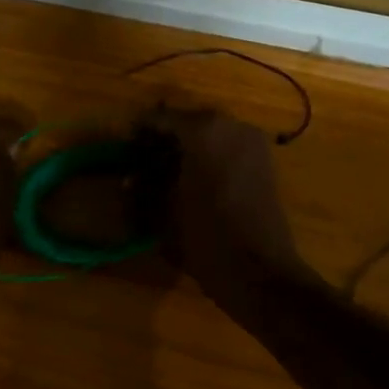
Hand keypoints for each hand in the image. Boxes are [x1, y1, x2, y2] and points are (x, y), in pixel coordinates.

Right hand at [149, 108, 316, 309]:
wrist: (259, 270)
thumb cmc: (205, 238)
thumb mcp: (163, 213)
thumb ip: (144, 188)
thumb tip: (130, 179)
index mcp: (204, 131)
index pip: (162, 118)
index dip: (140, 131)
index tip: (124, 145)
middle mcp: (232, 127)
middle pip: (189, 124)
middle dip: (164, 140)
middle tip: (142, 160)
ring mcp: (253, 144)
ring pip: (211, 136)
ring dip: (187, 150)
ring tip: (164, 174)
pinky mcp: (264, 165)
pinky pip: (228, 150)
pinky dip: (208, 159)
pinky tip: (191, 182)